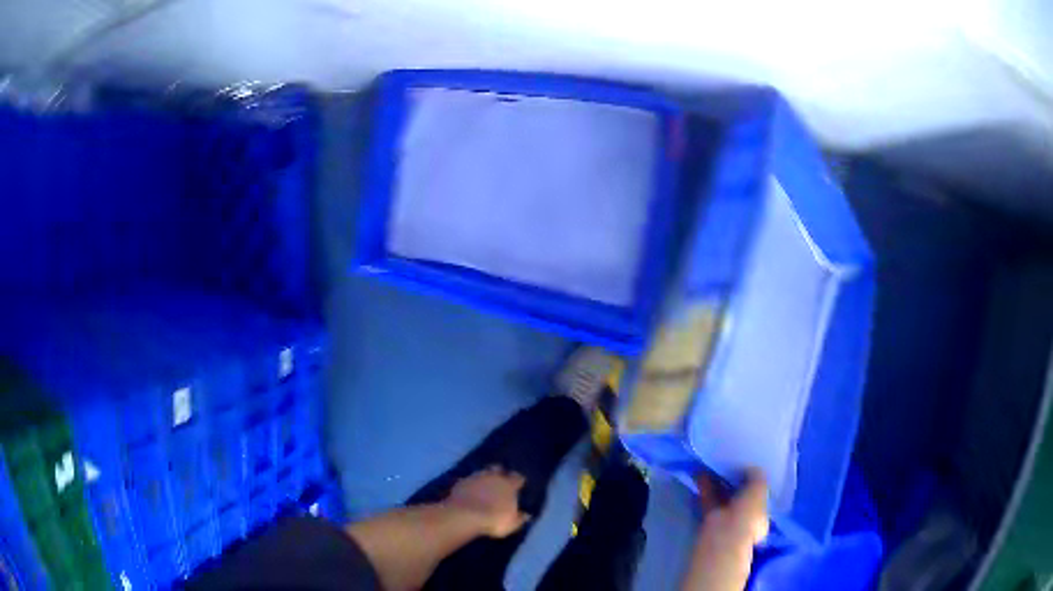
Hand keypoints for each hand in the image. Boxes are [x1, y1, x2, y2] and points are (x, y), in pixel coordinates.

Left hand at [445, 466, 530, 537]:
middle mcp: (493, 477)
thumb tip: (527, 515)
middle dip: (500, 472)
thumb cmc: (493, 520)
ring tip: (483, 483)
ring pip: (482, 471)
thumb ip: (520, 518)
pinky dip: (470, 483)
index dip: (518, 480)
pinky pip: (468, 479)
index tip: (518, 484)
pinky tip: (469, 489)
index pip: (517, 478)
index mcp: (509, 486)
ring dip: (484, 476)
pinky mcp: (462, 481)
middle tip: (499, 479)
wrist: (465, 515)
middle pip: (499, 469)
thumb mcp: (511, 524)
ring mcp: (476, 477)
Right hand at [684, 468, 768, 590]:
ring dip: (719, 481)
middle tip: (732, 462)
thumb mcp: (760, 489)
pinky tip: (701, 472)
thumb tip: (751, 467)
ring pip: (723, 496)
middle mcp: (745, 517)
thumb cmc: (748, 514)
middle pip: (741, 496)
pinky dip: (705, 486)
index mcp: (762, 515)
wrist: (723, 536)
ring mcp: (726, 518)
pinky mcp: (710, 518)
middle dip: (735, 480)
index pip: (760, 496)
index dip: (756, 481)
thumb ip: (757, 476)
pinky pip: (709, 498)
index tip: (750, 466)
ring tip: (715, 463)